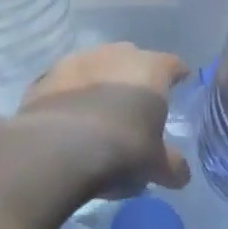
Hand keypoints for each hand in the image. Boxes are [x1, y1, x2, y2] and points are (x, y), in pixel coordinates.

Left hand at [18, 43, 190, 192]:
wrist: (58, 148)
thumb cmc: (122, 148)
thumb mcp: (155, 165)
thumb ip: (171, 165)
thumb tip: (181, 174)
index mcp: (150, 69)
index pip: (172, 64)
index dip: (177, 75)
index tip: (180, 85)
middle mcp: (116, 54)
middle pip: (132, 59)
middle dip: (135, 78)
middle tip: (135, 103)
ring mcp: (77, 60)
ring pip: (96, 66)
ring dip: (99, 83)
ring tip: (98, 111)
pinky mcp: (46, 76)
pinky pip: (65, 83)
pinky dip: (70, 95)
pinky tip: (69, 117)